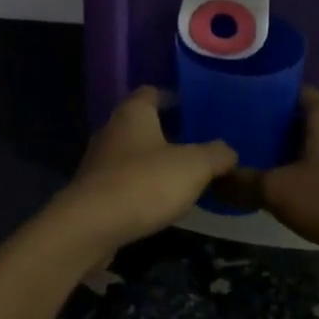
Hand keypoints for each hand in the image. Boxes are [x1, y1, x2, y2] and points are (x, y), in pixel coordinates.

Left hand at [45, 88, 237, 256]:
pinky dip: (142, 185)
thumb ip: (216, 155)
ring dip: (154, 161)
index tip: (197, 110)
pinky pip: (124, 179)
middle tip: (198, 144)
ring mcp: (99, 161)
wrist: (90, 227)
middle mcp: (112, 129)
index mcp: (134, 112)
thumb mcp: (194, 166)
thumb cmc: (144, 183)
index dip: (175, 97)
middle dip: (168, 131)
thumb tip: (228, 152)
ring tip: (184, 175)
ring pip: (133, 152)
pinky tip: (160, 201)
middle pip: (143, 122)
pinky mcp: (93, 191)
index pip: (153, 92)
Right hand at [217, 88, 318, 263]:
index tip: (233, 100)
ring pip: (306, 143)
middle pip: (295, 116)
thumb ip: (243, 183)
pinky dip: (296, 170)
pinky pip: (317, 165)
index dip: (262, 92)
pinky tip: (275, 184)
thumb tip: (211, 178)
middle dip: (265, 123)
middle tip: (231, 132)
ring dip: (281, 150)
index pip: (288, 88)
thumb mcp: (279, 190)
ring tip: (246, 157)